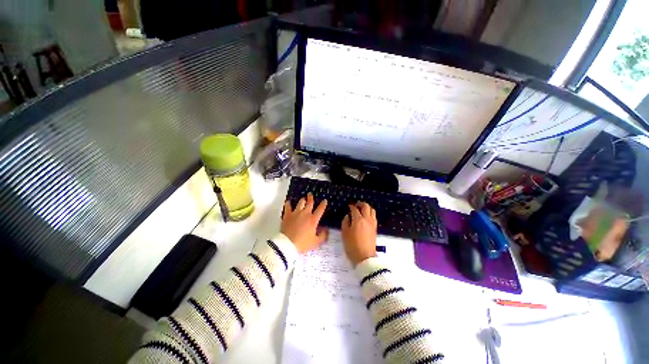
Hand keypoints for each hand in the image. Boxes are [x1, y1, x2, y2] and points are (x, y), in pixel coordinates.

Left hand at [281, 193, 328, 253]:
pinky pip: (287, 206)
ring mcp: (296, 213)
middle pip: (309, 203)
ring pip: (300, 203)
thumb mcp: (316, 242)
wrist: (288, 244)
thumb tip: (326, 230)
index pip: (320, 209)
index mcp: (313, 220)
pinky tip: (288, 202)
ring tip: (302, 199)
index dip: (323, 204)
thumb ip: (323, 236)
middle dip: (311, 198)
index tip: (325, 200)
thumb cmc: (303, 243)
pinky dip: (288, 204)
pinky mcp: (287, 215)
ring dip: (302, 200)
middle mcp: (305, 214)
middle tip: (310, 194)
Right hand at [341, 202, 376, 265]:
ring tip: (362, 209)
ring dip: (367, 207)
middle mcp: (367, 219)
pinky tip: (366, 216)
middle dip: (361, 204)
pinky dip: (370, 213)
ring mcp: (372, 224)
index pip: (355, 209)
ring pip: (372, 210)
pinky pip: (374, 216)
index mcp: (358, 220)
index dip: (351, 206)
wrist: (365, 258)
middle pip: (366, 207)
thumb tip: (348, 216)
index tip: (349, 206)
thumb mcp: (344, 234)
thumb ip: (345, 222)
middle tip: (356, 204)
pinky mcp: (375, 228)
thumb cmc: (352, 246)